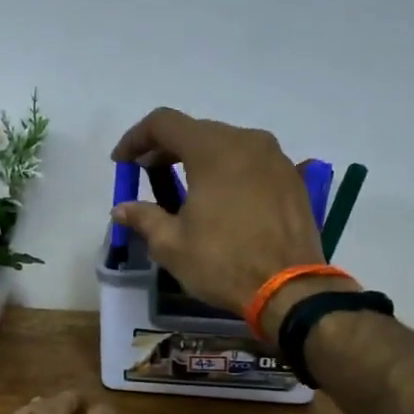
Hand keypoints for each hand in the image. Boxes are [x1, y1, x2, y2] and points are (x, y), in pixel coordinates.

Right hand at [111, 108, 353, 330]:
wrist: (291, 289)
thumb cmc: (224, 263)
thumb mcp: (172, 245)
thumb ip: (144, 217)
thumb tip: (121, 209)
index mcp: (213, 149)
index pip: (164, 123)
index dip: (136, 138)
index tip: (122, 163)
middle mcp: (247, 141)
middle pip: (197, 131)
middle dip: (166, 149)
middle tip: (147, 176)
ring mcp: (275, 158)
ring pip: (227, 145)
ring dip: (198, 160)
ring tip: (182, 190)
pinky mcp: (292, 179)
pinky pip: (251, 163)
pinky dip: (228, 172)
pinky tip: (220, 200)